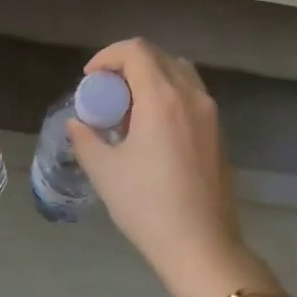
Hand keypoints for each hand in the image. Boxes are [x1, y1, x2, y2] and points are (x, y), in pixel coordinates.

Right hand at [67, 39, 262, 296]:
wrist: (201, 246)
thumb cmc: (147, 206)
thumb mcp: (104, 171)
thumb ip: (85, 138)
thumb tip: (78, 123)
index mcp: (162, 98)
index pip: (136, 50)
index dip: (107, 56)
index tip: (89, 80)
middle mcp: (191, 96)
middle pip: (158, 57)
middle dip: (127, 66)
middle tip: (105, 95)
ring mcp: (211, 114)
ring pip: (179, 74)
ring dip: (150, 80)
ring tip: (128, 112)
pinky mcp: (219, 133)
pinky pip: (191, 96)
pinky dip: (168, 96)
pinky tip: (151, 132)